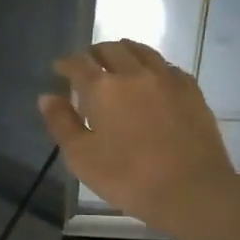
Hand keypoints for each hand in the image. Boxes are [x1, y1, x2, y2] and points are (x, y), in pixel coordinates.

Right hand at [39, 40, 239, 236]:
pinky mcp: (191, 90)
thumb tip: (47, 97)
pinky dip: (152, 65)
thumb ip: (62, 124)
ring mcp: (166, 78)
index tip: (59, 68)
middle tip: (87, 65)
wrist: (193, 190)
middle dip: (94, 53)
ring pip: (141, 51)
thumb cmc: (129, 178)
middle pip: (110, 49)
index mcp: (103, 88)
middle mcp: (134, 73)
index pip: (78, 64)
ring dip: (124, 52)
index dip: (65, 64)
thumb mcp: (82, 158)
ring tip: (117, 62)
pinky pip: (167, 66)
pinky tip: (151, 78)